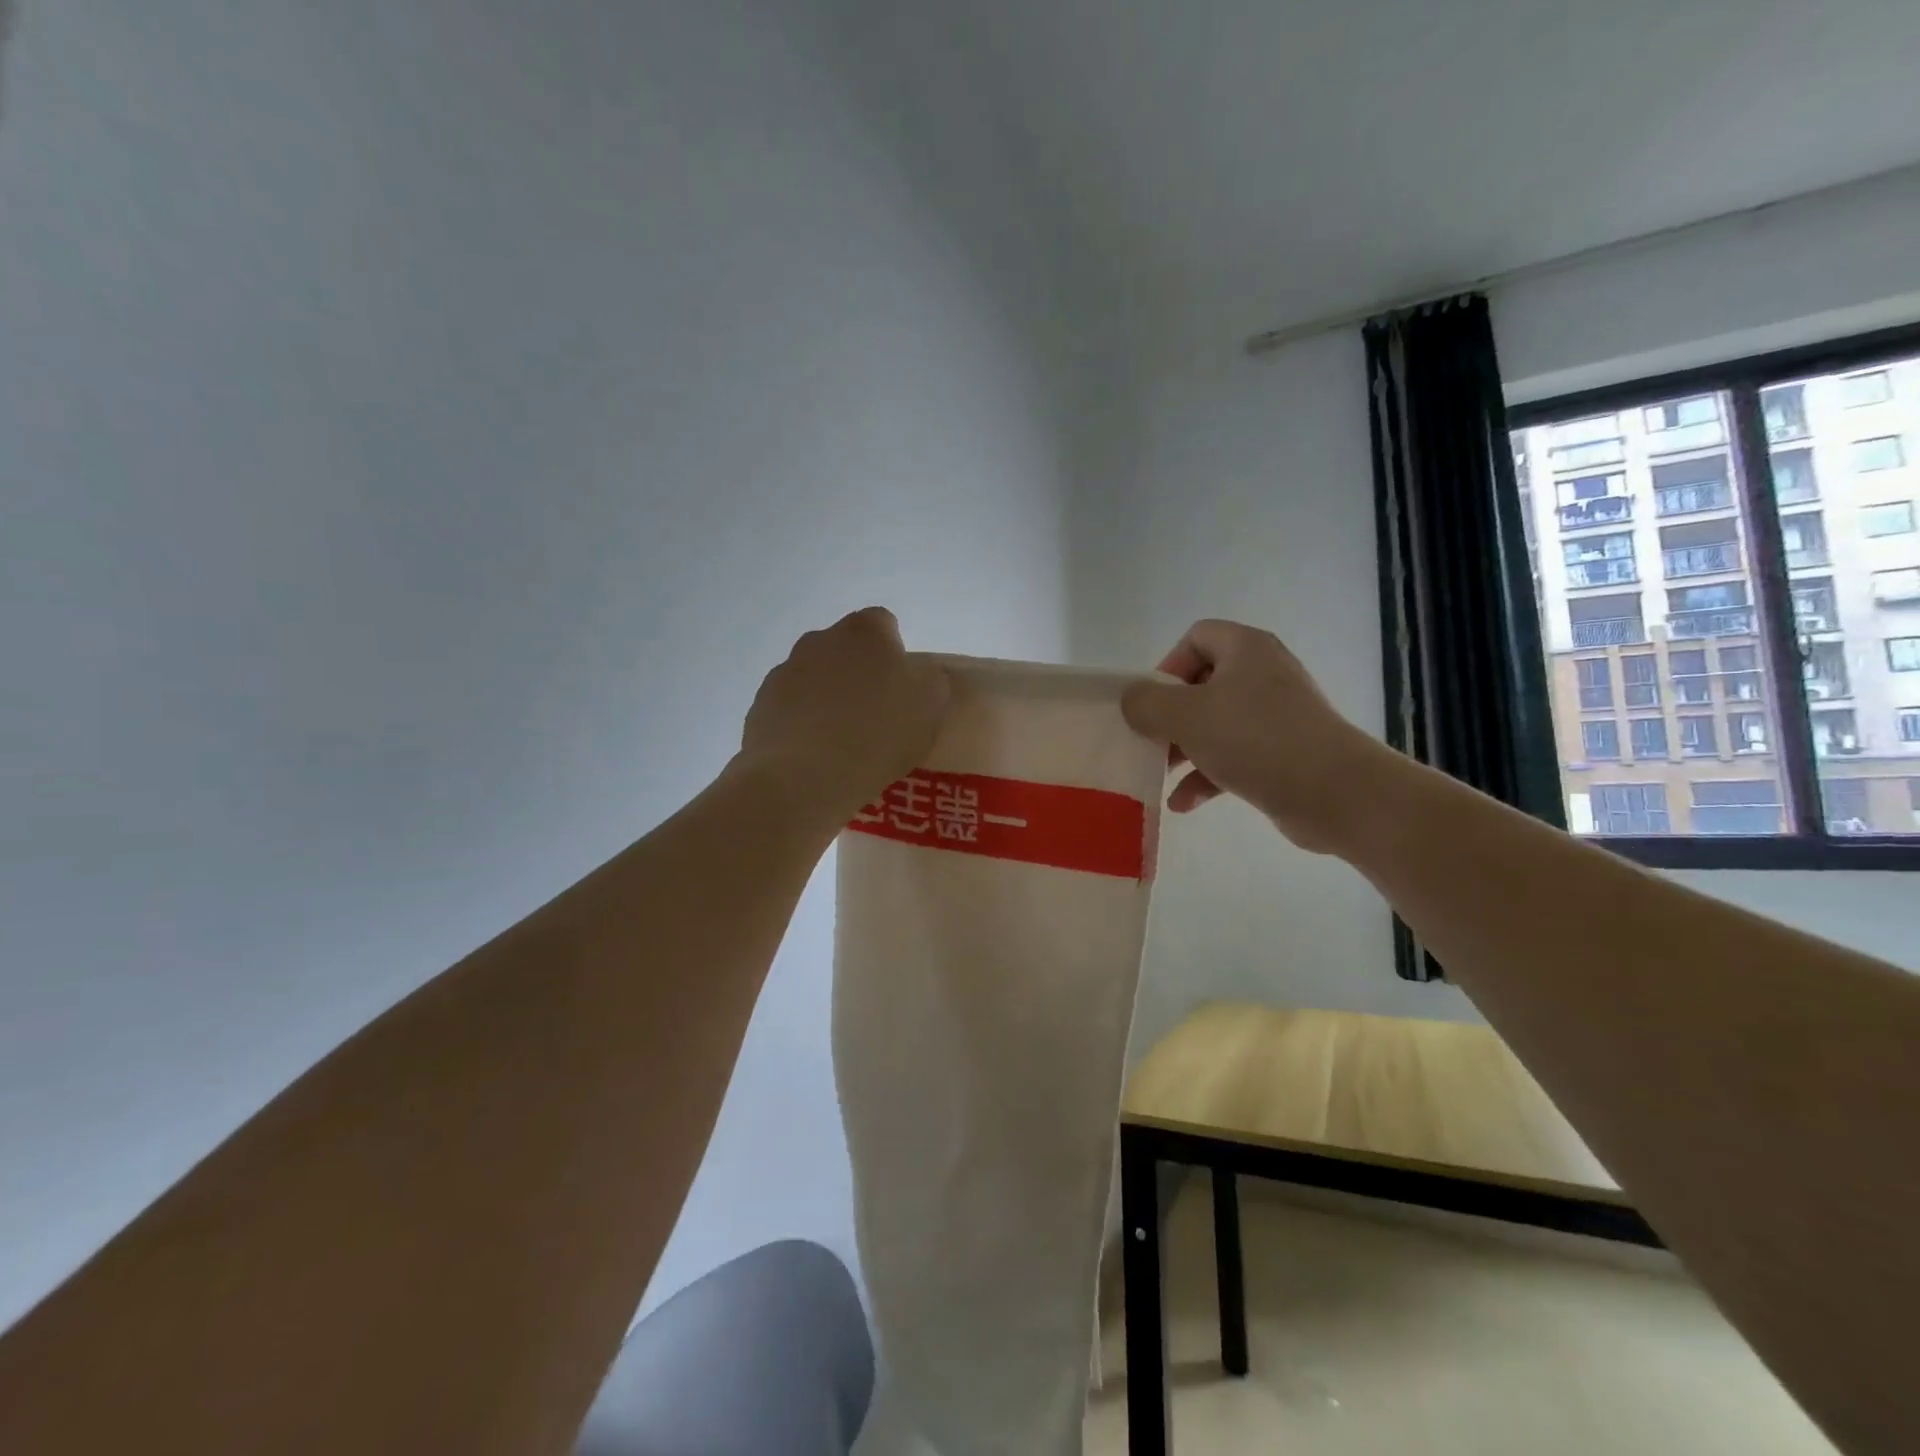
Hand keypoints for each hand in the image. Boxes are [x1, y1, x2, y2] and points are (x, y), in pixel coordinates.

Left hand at [737, 607, 949, 826]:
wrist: (803, 776)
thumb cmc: (878, 733)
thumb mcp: (931, 705)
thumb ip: (929, 679)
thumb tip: (916, 674)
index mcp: (864, 631)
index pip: (884, 625)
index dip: (895, 655)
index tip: (902, 690)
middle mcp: (819, 640)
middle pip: (845, 650)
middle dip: (858, 675)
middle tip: (875, 716)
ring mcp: (784, 672)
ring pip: (815, 679)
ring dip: (828, 700)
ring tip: (843, 744)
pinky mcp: (761, 706)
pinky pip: (790, 710)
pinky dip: (803, 725)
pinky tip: (815, 757)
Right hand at [1121, 620, 1385, 853]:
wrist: (1336, 793)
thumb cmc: (1256, 740)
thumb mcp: (1187, 716)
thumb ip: (1148, 704)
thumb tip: (1132, 700)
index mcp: (1245, 650)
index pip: (1197, 638)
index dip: (1168, 666)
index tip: (1153, 703)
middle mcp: (1263, 675)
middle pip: (1202, 685)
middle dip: (1171, 717)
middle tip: (1151, 743)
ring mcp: (1277, 716)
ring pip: (1216, 724)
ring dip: (1184, 750)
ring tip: (1162, 775)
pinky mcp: (1284, 753)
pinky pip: (1235, 756)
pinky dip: (1208, 776)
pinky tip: (1185, 804)